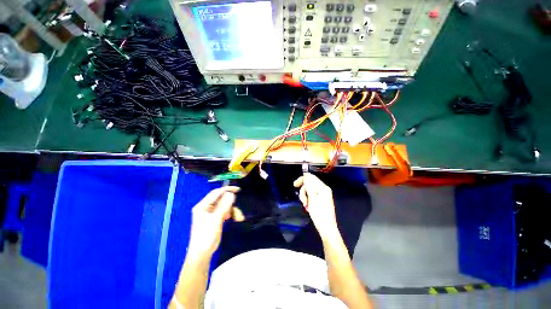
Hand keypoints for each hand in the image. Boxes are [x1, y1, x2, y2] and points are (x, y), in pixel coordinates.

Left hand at [187, 186, 241, 256]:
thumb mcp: (216, 219)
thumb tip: (231, 194)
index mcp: (203, 205)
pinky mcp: (215, 217)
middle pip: (222, 199)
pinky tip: (235, 219)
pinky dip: (231, 214)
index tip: (238, 189)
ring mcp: (211, 212)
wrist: (202, 253)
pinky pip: (225, 211)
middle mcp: (206, 207)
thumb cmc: (206, 236)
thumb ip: (224, 205)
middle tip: (237, 210)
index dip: (227, 189)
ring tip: (238, 218)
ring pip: (225, 206)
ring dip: (233, 210)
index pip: (216, 193)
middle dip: (231, 204)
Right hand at [294, 173, 338, 238]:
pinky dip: (308, 199)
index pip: (311, 177)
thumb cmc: (319, 214)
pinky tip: (308, 206)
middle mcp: (324, 189)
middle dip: (303, 191)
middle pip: (310, 184)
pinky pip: (312, 195)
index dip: (302, 179)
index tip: (294, 185)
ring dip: (305, 196)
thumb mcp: (312, 199)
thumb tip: (305, 177)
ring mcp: (323, 194)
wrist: (327, 228)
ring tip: (305, 205)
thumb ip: (308, 186)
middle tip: (302, 200)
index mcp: (323, 187)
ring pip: (310, 190)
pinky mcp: (321, 199)